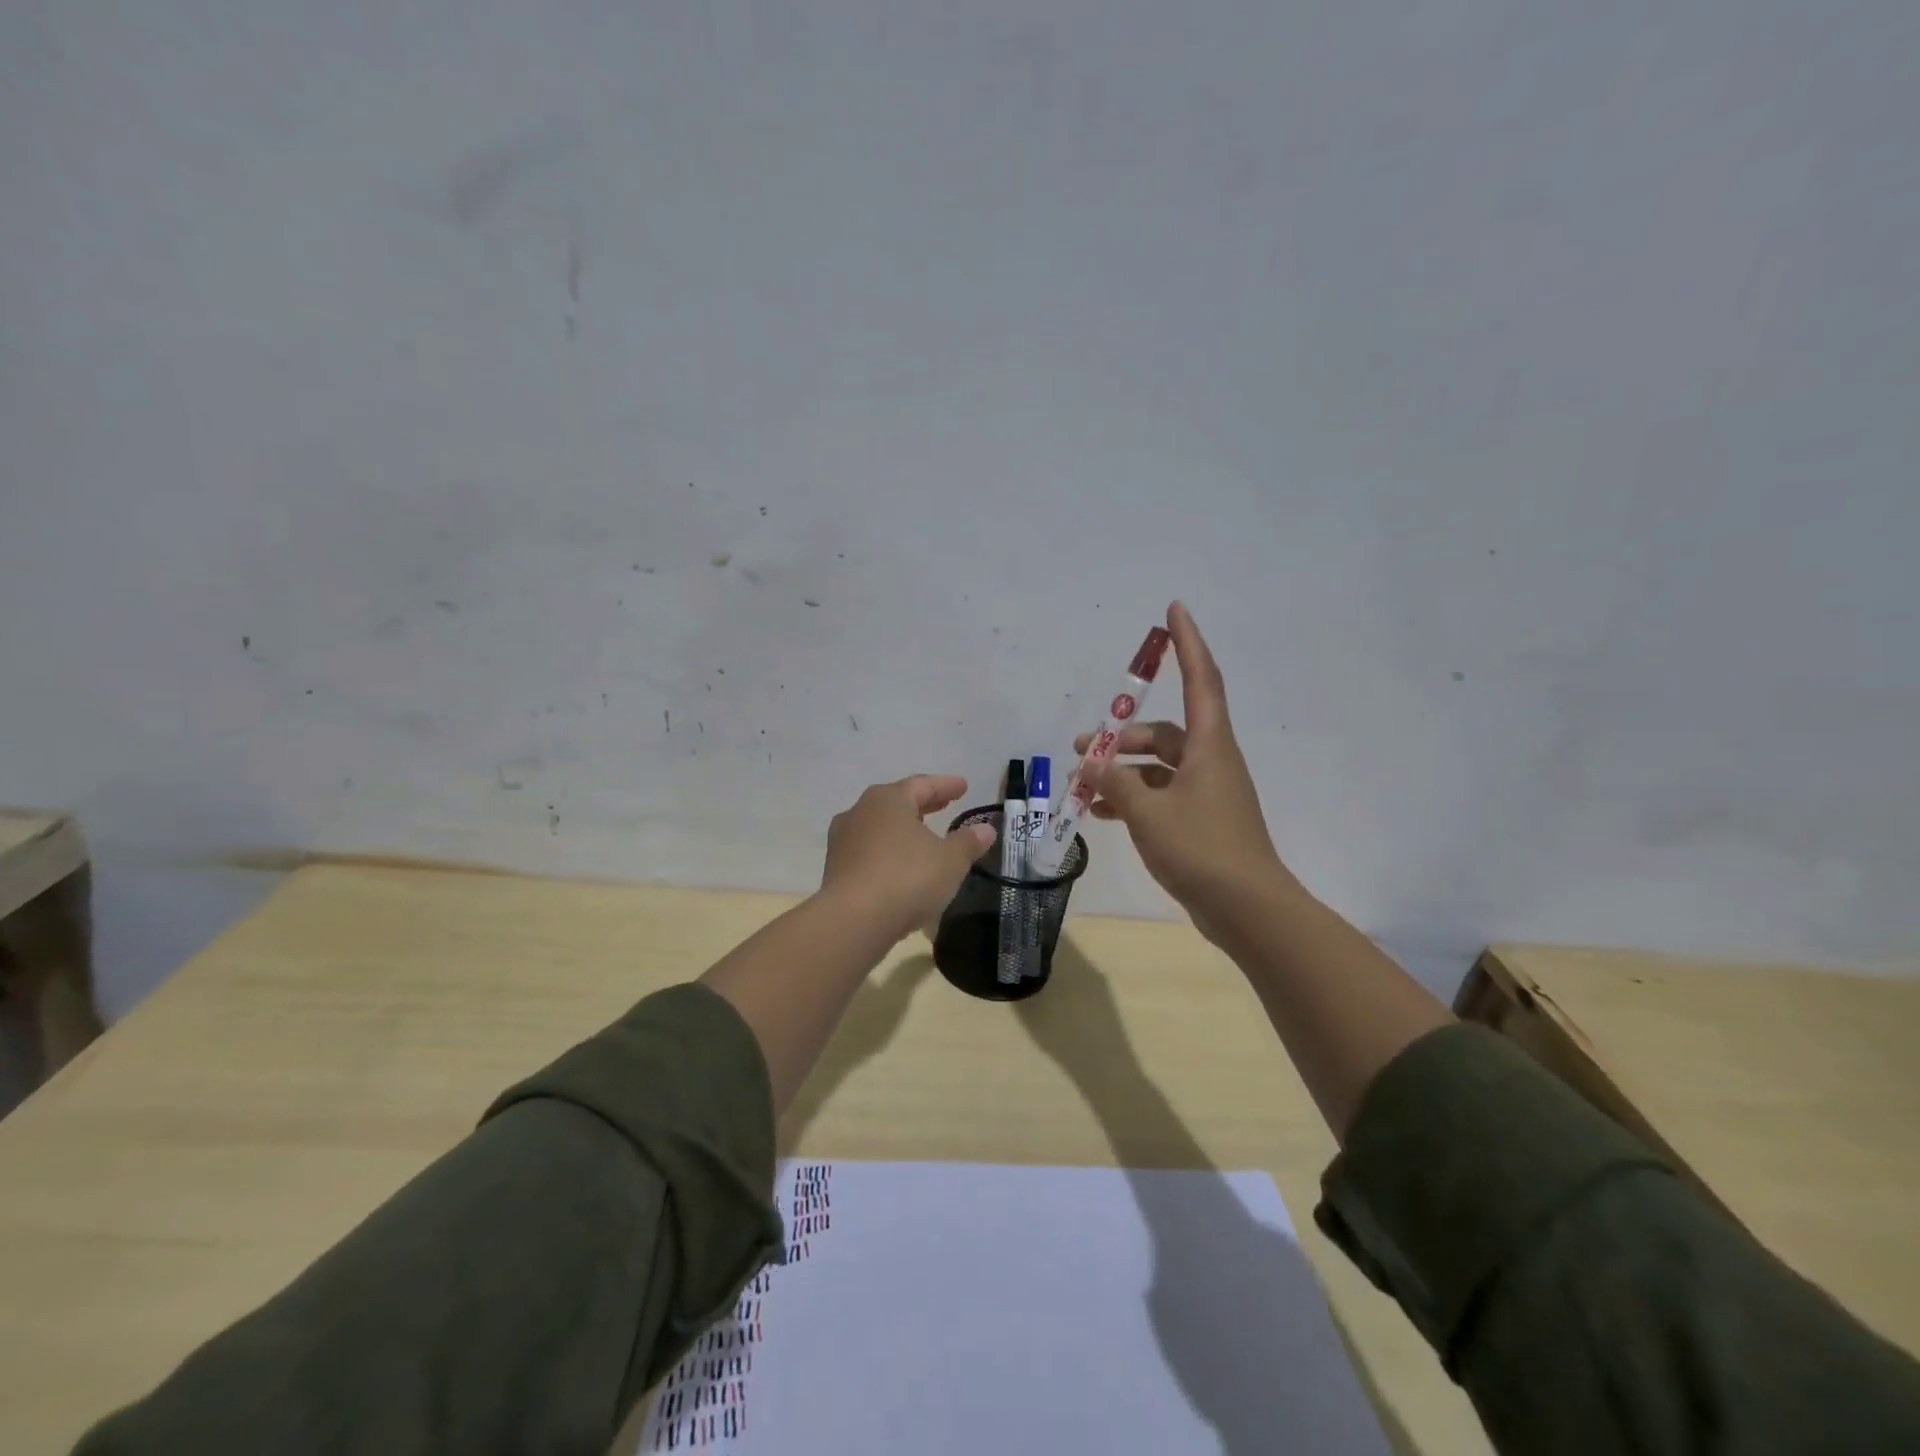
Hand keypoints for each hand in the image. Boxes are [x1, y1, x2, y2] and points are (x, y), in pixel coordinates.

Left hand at [820, 775, 997, 940]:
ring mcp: (843, 840)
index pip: (922, 785)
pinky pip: (869, 851)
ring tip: (923, 836)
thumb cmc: (907, 878)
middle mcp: (860, 811)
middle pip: (898, 802)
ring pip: (880, 826)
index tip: (963, 787)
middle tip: (945, 804)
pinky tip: (902, 865)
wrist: (853, 921)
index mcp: (888, 799)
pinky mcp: (835, 869)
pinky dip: (889, 852)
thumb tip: (986, 829)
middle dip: (924, 804)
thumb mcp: (950, 861)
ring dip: (903, 829)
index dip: (946, 786)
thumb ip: (968, 842)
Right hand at [1079, 602, 1291, 942]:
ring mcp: (1206, 792)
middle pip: (1165, 731)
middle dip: (1123, 736)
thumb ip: (1115, 783)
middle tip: (1083, 747)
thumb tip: (1091, 764)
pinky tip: (1098, 813)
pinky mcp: (1200, 821)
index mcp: (1210, 746)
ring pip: (1157, 767)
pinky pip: (1159, 796)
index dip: (1188, 642)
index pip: (1201, 679)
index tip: (1174, 609)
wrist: (1247, 909)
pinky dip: (1131, 799)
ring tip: (1081, 786)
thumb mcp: (1148, 813)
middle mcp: (1211, 761)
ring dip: (1121, 772)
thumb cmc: (1202, 849)